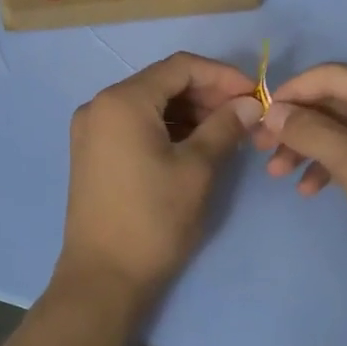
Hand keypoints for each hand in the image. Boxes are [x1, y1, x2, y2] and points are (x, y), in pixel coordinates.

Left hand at [58, 52, 262, 313]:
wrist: (103, 278)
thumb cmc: (153, 219)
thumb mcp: (197, 169)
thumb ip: (224, 127)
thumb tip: (250, 105)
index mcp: (122, 101)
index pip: (180, 67)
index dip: (222, 75)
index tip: (254, 94)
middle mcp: (100, 105)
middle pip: (163, 83)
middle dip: (207, 95)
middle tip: (245, 116)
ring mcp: (92, 130)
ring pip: (150, 105)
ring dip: (190, 112)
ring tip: (228, 132)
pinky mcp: (93, 153)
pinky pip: (136, 125)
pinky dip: (168, 128)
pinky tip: (197, 144)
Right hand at [255, 64, 346, 309]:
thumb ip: (310, 131)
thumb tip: (271, 111)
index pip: (333, 76)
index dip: (294, 91)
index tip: (259, 116)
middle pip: (332, 102)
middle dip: (295, 123)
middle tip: (259, 147)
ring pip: (335, 129)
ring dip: (304, 147)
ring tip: (276, 173)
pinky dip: (323, 165)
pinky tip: (306, 189)